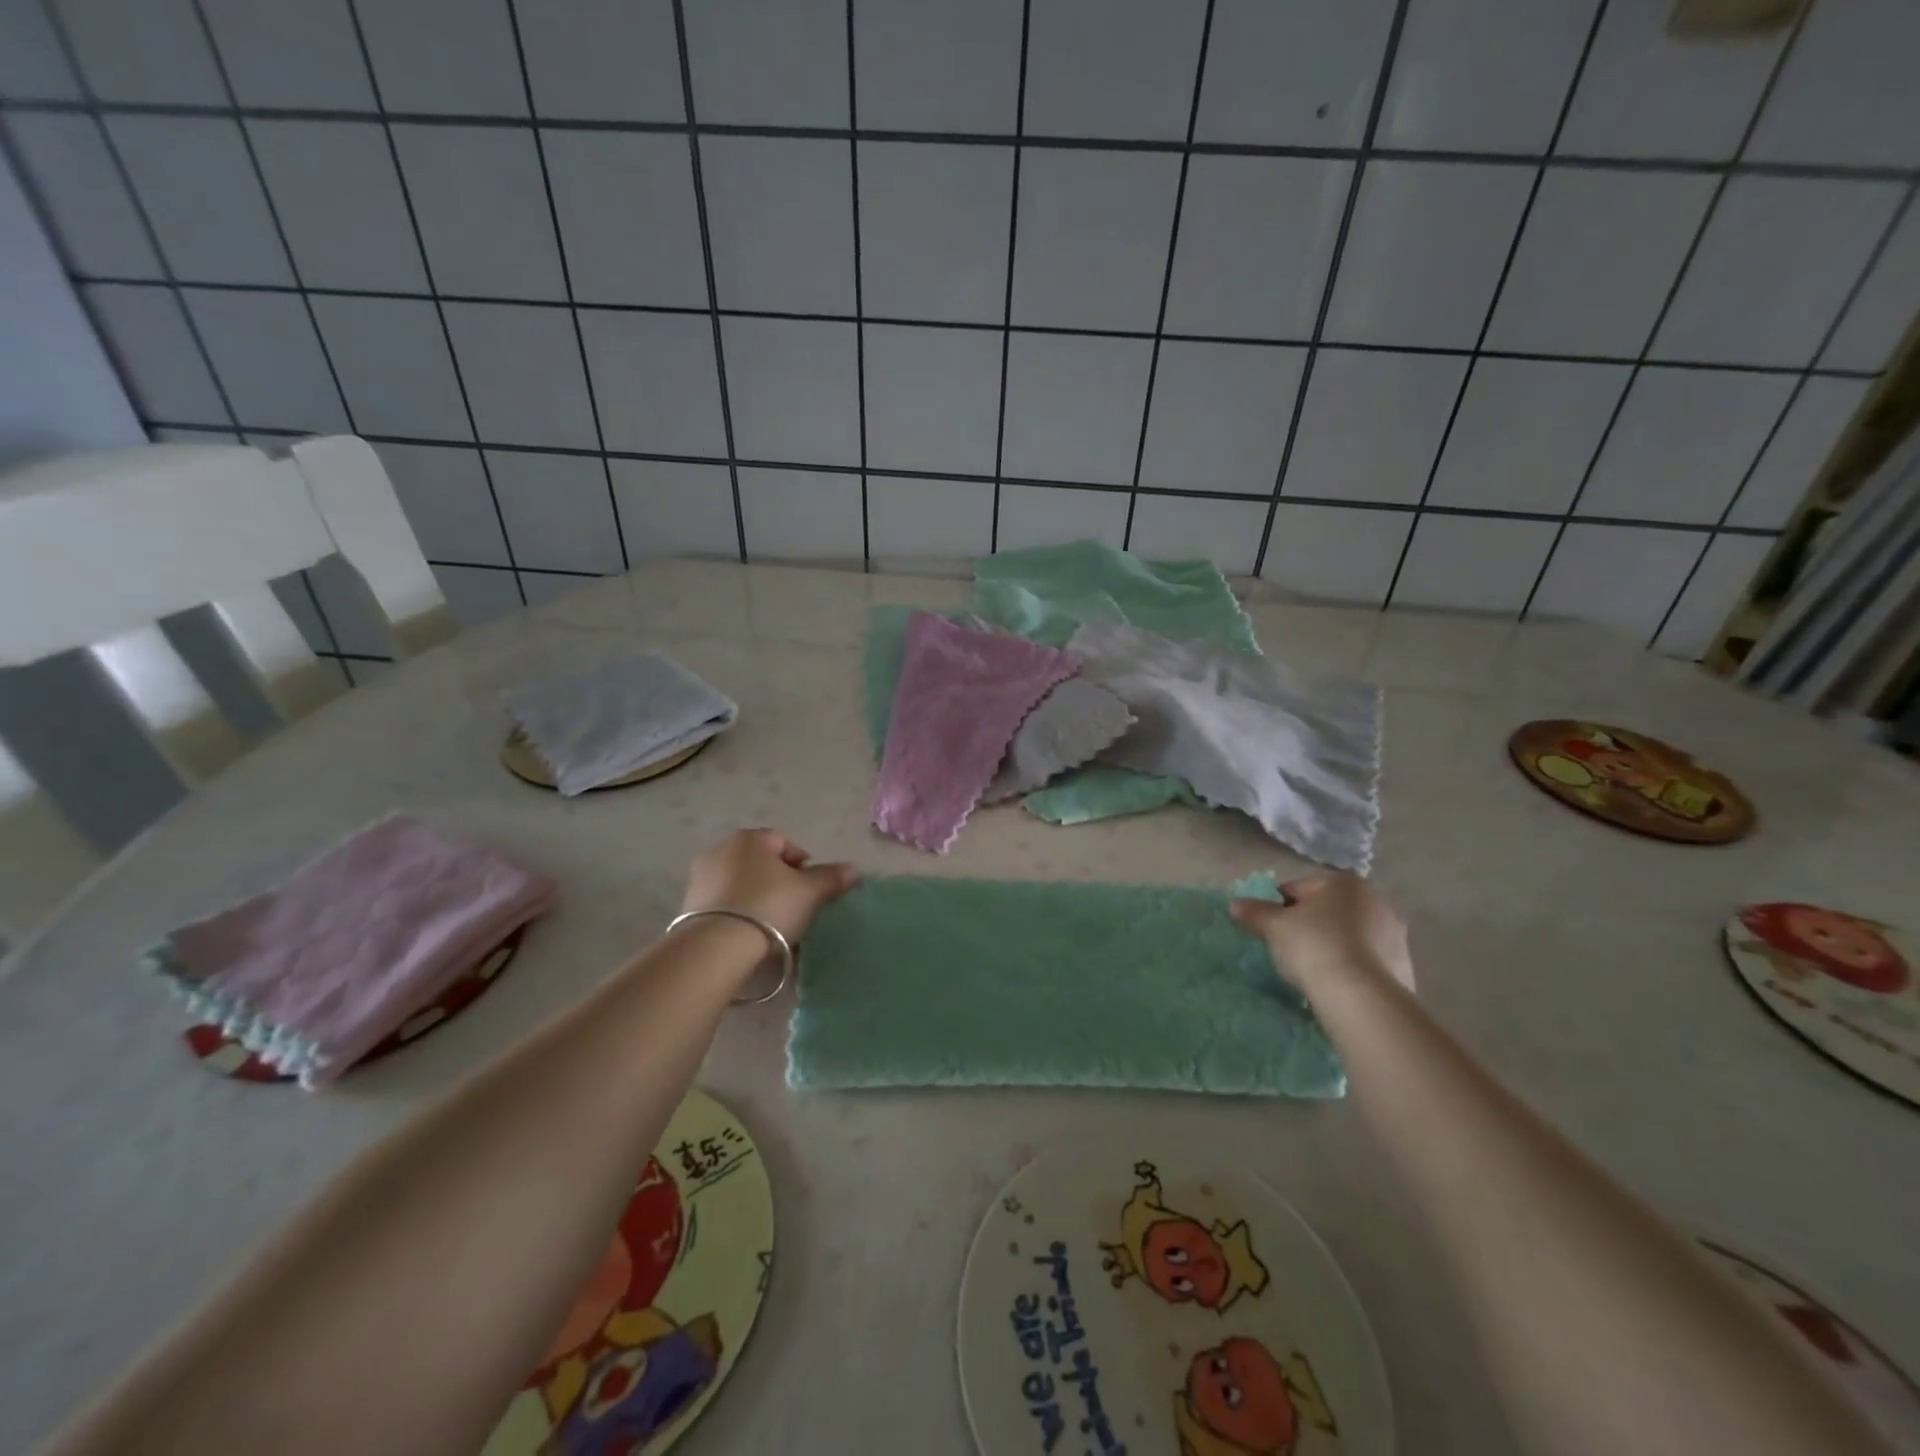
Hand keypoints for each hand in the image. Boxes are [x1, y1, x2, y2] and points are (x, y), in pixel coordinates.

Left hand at [680, 828, 858, 943]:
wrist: (716, 947)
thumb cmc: (769, 907)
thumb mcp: (809, 892)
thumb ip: (831, 878)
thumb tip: (854, 869)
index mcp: (751, 838)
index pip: (784, 843)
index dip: (802, 866)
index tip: (810, 891)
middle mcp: (721, 848)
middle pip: (760, 862)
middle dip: (777, 880)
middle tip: (793, 907)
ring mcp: (700, 876)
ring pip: (740, 882)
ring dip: (755, 896)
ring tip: (770, 924)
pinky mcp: (687, 905)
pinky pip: (722, 903)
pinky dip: (736, 912)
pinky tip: (747, 933)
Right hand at [1230, 873, 1414, 995]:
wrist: (1361, 996)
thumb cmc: (1314, 946)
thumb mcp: (1274, 927)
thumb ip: (1254, 912)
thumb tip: (1235, 904)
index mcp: (1344, 883)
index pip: (1297, 889)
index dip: (1277, 909)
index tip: (1269, 931)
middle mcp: (1375, 900)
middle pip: (1327, 911)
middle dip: (1309, 926)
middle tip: (1289, 951)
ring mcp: (1394, 934)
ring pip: (1349, 936)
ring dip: (1332, 947)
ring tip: (1313, 972)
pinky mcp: (1404, 966)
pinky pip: (1367, 961)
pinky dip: (1351, 968)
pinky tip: (1336, 985)